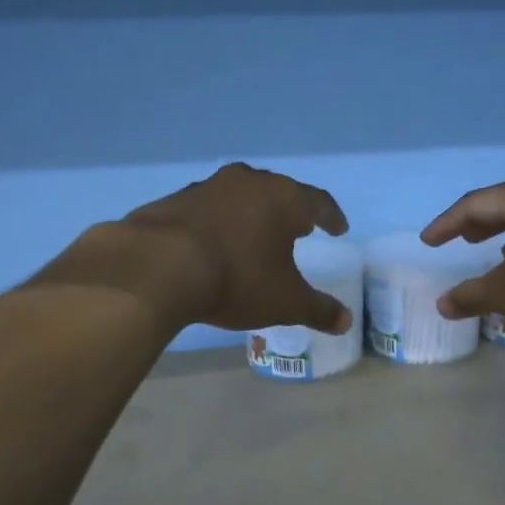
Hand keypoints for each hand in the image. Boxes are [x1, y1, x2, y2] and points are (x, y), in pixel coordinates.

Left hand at [41, 163, 352, 334]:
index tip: (338, 229)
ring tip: (255, 234)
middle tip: (298, 228)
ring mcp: (207, 187)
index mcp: (283, 199)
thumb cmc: (237, 279)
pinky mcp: (174, 200)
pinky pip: (207, 209)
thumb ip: (318, 310)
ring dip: (251, 213)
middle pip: (277, 192)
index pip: (317, 202)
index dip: (331, 216)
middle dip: (289, 210)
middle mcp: (248, 182)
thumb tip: (346, 321)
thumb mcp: (285, 302)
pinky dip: (218, 223)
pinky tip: (214, 244)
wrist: (158, 266)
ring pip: (240, 196)